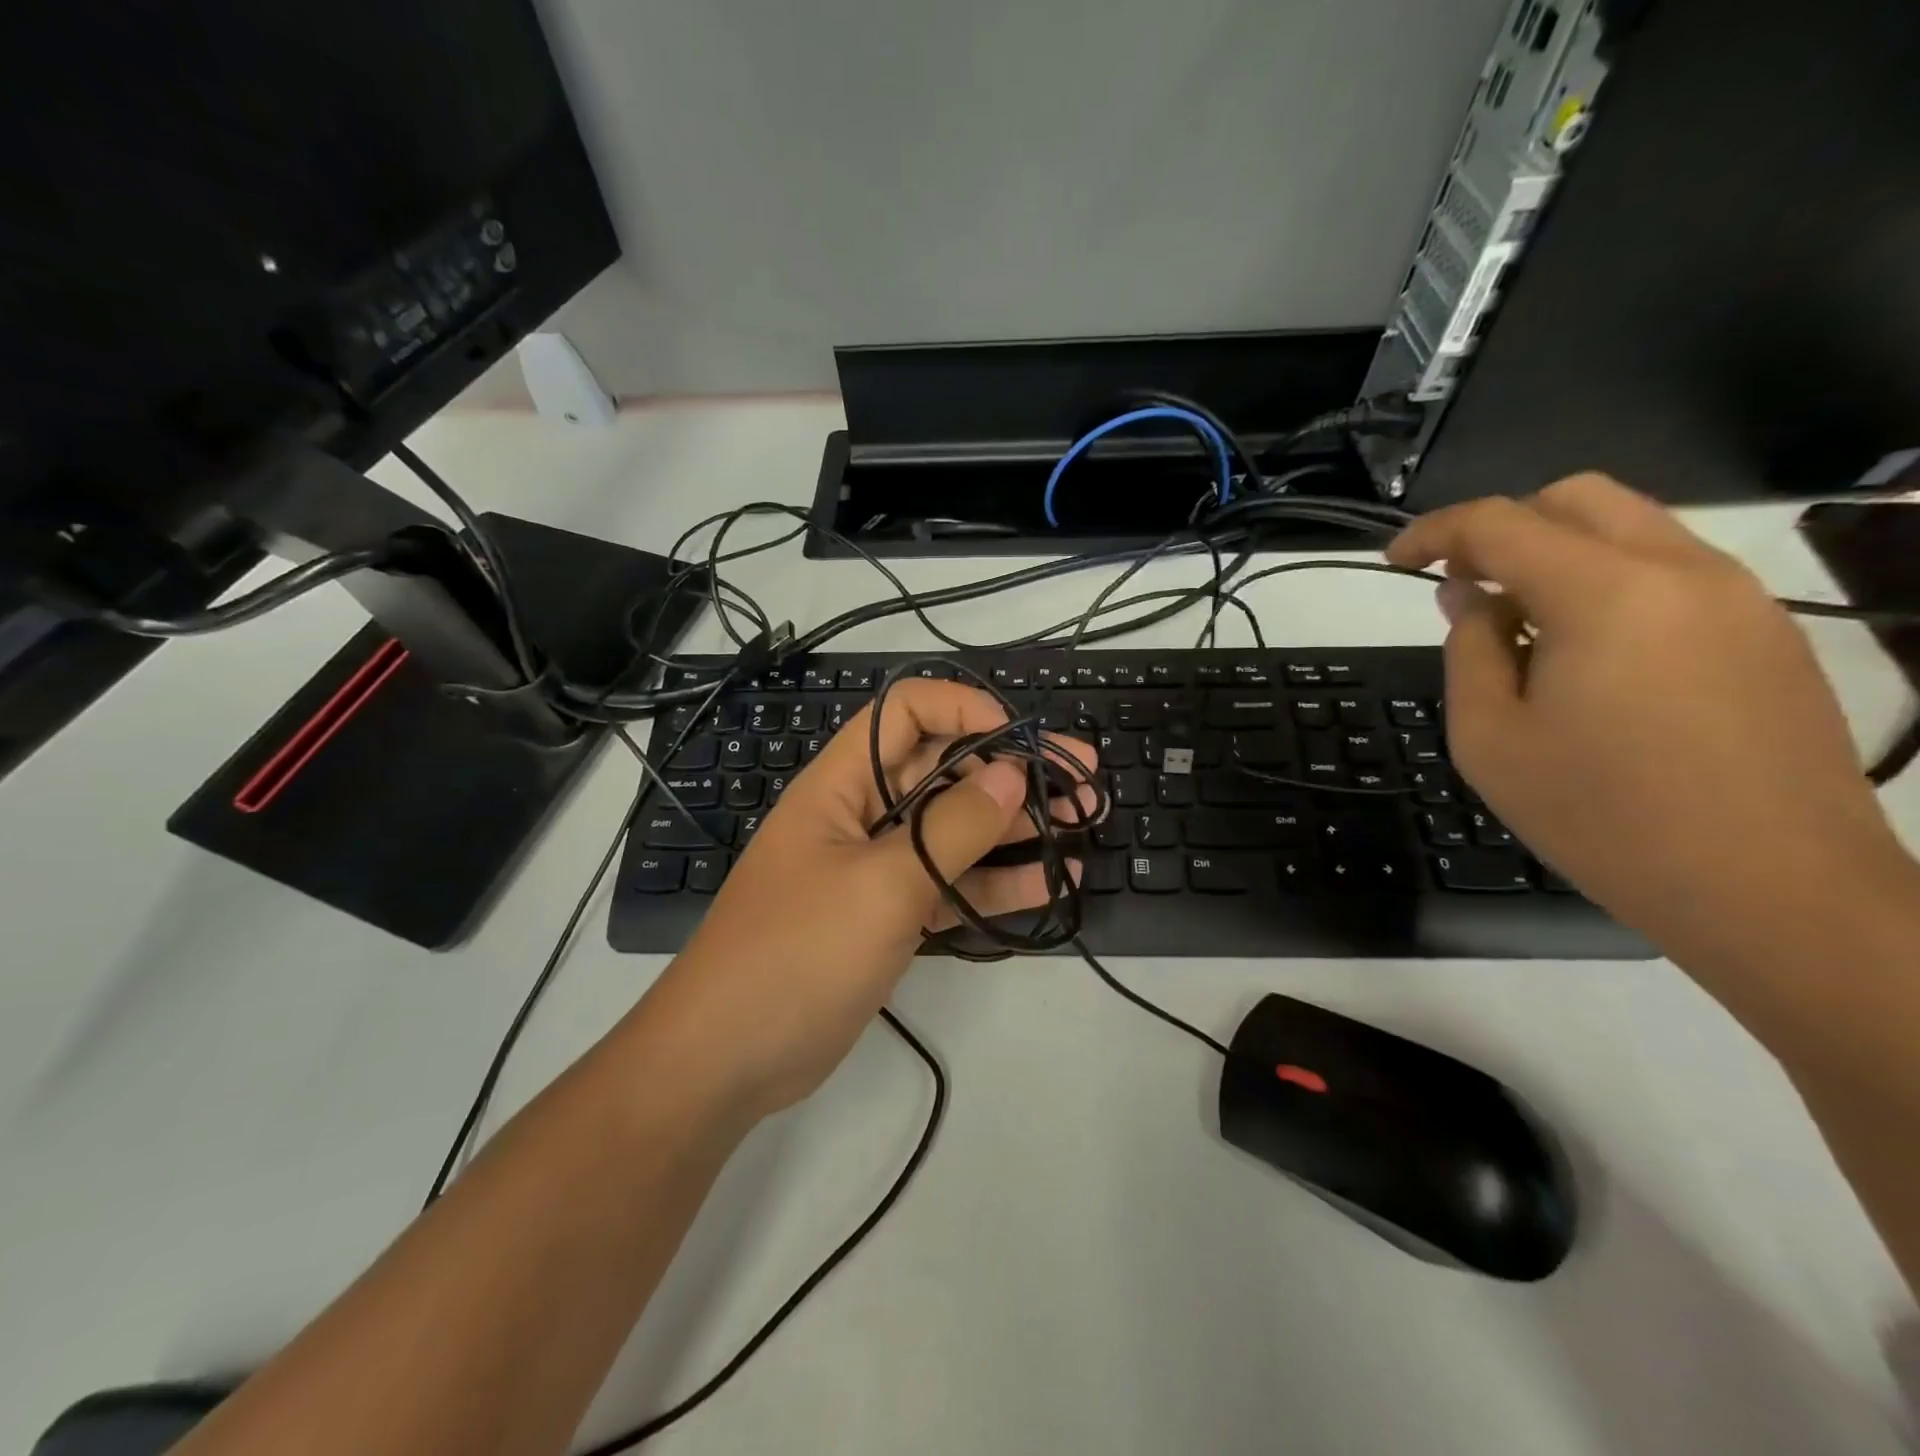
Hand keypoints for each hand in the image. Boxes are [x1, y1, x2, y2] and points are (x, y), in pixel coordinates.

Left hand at [637, 680, 1095, 1117]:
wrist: (729, 1058)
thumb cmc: (798, 951)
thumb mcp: (882, 884)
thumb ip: (953, 827)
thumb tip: (1012, 772)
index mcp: (844, 783)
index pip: (907, 713)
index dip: (965, 711)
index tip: (1022, 739)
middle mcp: (864, 814)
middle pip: (945, 770)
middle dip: (1012, 769)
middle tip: (1084, 780)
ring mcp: (880, 868)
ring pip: (957, 829)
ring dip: (1017, 825)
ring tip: (1084, 823)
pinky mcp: (892, 916)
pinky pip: (953, 885)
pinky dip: (998, 882)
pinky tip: (1053, 882)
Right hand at [1386, 474, 1908, 969]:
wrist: (1775, 891)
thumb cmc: (1603, 817)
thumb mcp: (1490, 738)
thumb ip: (1469, 651)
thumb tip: (1471, 599)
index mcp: (1605, 594)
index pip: (1499, 523)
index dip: (1432, 533)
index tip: (1393, 562)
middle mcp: (1682, 571)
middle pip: (1576, 498)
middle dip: (1502, 528)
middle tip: (1461, 587)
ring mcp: (1738, 598)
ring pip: (1630, 529)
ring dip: (1556, 555)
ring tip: (1518, 628)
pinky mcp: (1767, 632)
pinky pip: (1670, 572)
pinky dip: (1607, 584)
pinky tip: (1583, 656)